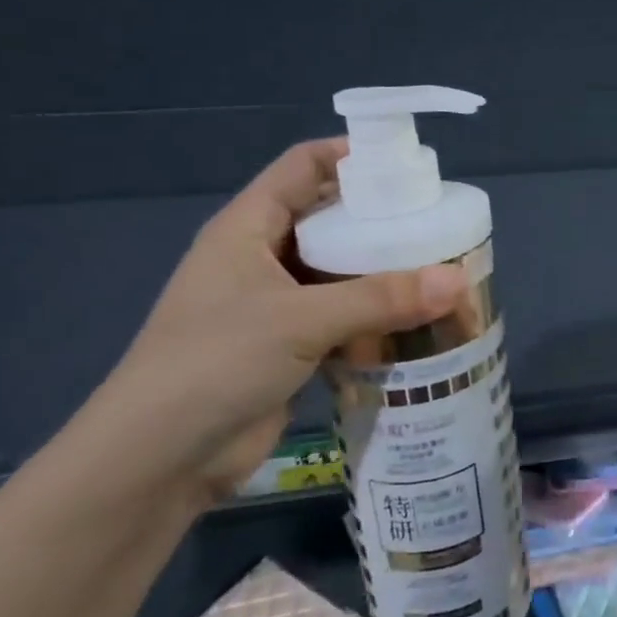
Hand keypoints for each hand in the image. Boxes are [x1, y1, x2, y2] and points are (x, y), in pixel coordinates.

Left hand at [79, 140, 465, 502]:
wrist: (157, 461)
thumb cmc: (215, 364)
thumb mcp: (299, 321)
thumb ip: (380, 299)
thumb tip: (459, 280)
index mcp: (247, 228)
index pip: (301, 166)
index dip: (350, 155)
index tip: (407, 164)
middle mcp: (261, 258)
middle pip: (328, 219)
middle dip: (380, 220)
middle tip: (439, 221)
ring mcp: (274, 305)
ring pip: (339, 273)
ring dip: (383, 273)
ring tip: (440, 268)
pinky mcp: (289, 348)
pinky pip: (342, 319)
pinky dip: (375, 318)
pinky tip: (417, 321)